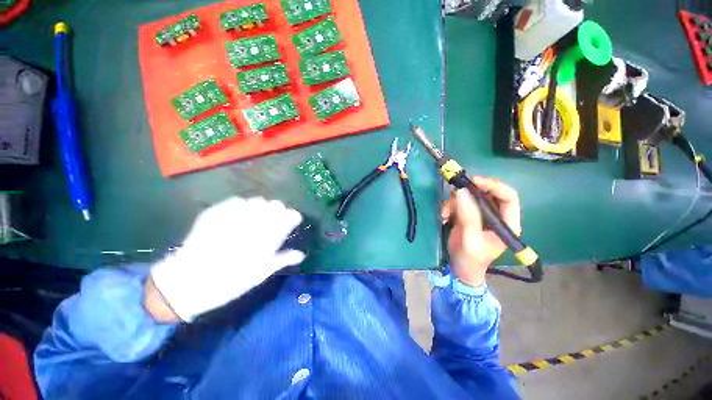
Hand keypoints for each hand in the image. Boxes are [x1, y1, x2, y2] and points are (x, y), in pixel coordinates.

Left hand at [148, 197, 304, 321]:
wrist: (188, 283)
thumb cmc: (230, 282)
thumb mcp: (260, 274)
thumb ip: (283, 259)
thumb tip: (301, 254)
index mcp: (267, 236)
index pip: (289, 216)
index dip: (293, 217)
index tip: (292, 221)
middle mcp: (254, 222)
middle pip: (275, 205)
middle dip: (279, 210)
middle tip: (275, 220)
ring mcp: (234, 215)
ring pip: (257, 200)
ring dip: (262, 207)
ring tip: (257, 216)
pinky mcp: (216, 213)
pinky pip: (236, 201)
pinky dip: (243, 205)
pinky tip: (240, 214)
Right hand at [440, 176, 520, 286]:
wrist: (460, 268)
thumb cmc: (471, 259)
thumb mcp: (470, 240)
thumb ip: (468, 217)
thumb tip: (461, 192)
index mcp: (507, 223)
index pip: (508, 197)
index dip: (493, 185)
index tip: (474, 181)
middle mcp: (496, 216)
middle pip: (488, 193)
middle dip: (470, 191)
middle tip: (455, 191)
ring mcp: (480, 215)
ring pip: (470, 197)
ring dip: (454, 202)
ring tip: (445, 213)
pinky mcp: (467, 215)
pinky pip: (458, 203)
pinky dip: (448, 207)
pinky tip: (443, 217)